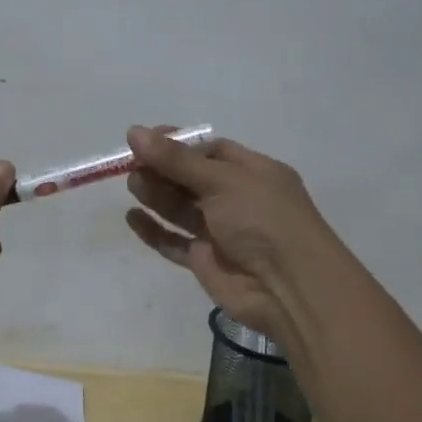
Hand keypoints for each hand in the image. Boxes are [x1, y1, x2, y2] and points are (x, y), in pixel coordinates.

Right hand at [123, 126, 340, 343]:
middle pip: (191, 178)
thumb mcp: (222, 180)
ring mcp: (221, 232)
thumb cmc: (263, 220)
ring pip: (181, 208)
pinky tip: (132, 218)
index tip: (145, 140)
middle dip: (162, 169)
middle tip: (133, 165)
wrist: (290, 289)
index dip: (178, 144)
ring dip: (156, 194)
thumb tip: (134, 132)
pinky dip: (154, 230)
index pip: (211, 151)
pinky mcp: (206, 261)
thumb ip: (176, 160)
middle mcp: (237, 199)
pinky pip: (174, 241)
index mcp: (252, 173)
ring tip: (134, 185)